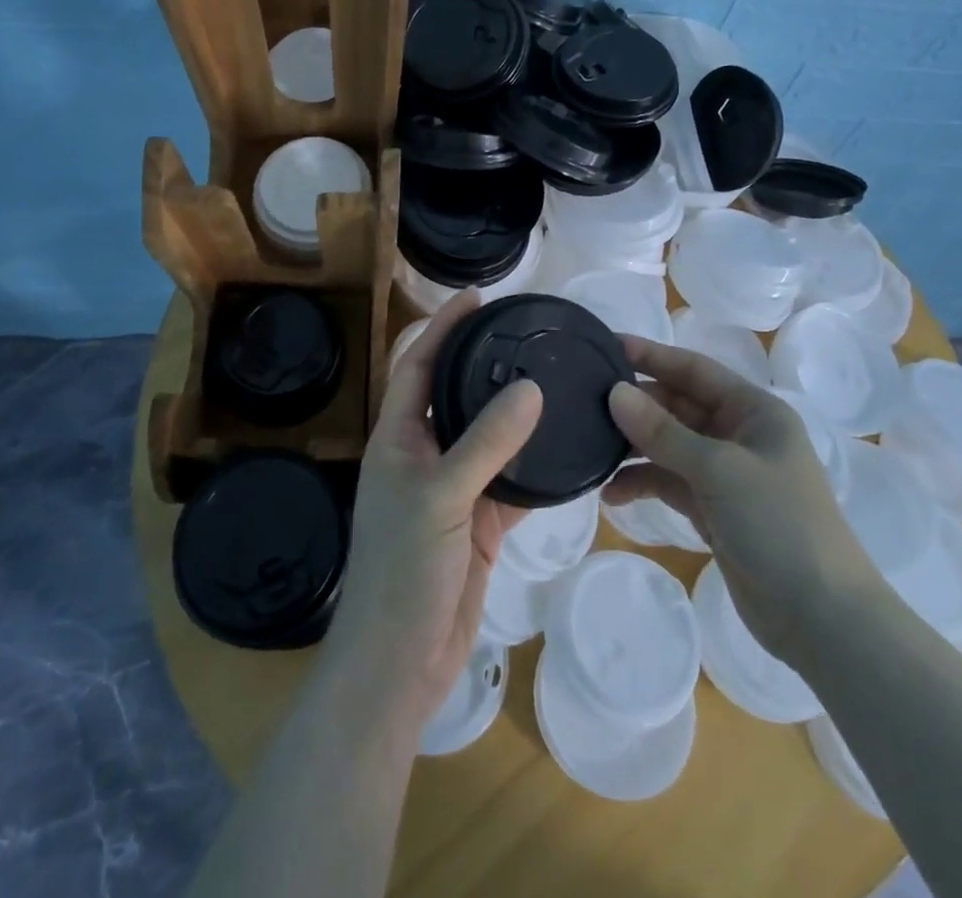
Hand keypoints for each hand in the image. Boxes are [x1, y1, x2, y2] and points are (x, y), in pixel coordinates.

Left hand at [323, 292, 542, 727]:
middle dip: (484, 364)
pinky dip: (534, 468)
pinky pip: (510, 483)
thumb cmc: (403, 571)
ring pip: (487, 439)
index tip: (478, 298)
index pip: (419, 365)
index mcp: (397, 439)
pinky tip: (564, 448)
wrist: (399, 665)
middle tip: (526, 335)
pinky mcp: (478, 525)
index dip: (444, 328)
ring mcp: (452, 491)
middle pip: (455, 396)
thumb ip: (486, 442)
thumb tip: (531, 387)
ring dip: (514, 415)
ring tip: (553, 379)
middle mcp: (422, 456)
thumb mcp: (442, 497)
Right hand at [604, 337, 878, 666]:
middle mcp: (739, 434)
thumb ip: (663, 432)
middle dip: (636, 404)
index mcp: (754, 411)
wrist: (823, 619)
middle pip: (677, 405)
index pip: (694, 369)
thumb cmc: (779, 525)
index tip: (606, 345)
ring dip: (634, 446)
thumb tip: (614, 392)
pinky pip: (669, 482)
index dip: (651, 355)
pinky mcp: (713, 509)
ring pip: (669, 445)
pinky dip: (642, 484)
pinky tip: (612, 494)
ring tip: (592, 447)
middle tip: (585, 400)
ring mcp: (725, 474)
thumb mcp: (720, 471)